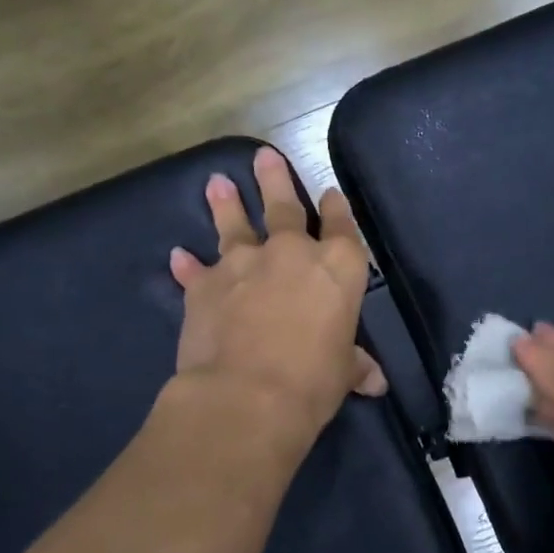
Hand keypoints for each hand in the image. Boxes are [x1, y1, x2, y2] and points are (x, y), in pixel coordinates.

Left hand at [169, 146, 386, 438]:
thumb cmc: (312, 382)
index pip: (341, 227)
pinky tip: (178, 256)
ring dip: (226, 204)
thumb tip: (375, 381)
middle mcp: (291, 254)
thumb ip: (354, 365)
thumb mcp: (342, 373)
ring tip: (217, 183)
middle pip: (284, 207)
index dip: (336, 209)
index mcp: (337, 268)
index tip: (329, 194)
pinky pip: (195, 271)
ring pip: (234, 225)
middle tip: (263, 156)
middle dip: (275, 180)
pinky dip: (187, 265)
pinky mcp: (204, 286)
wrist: (247, 396)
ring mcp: (244, 265)